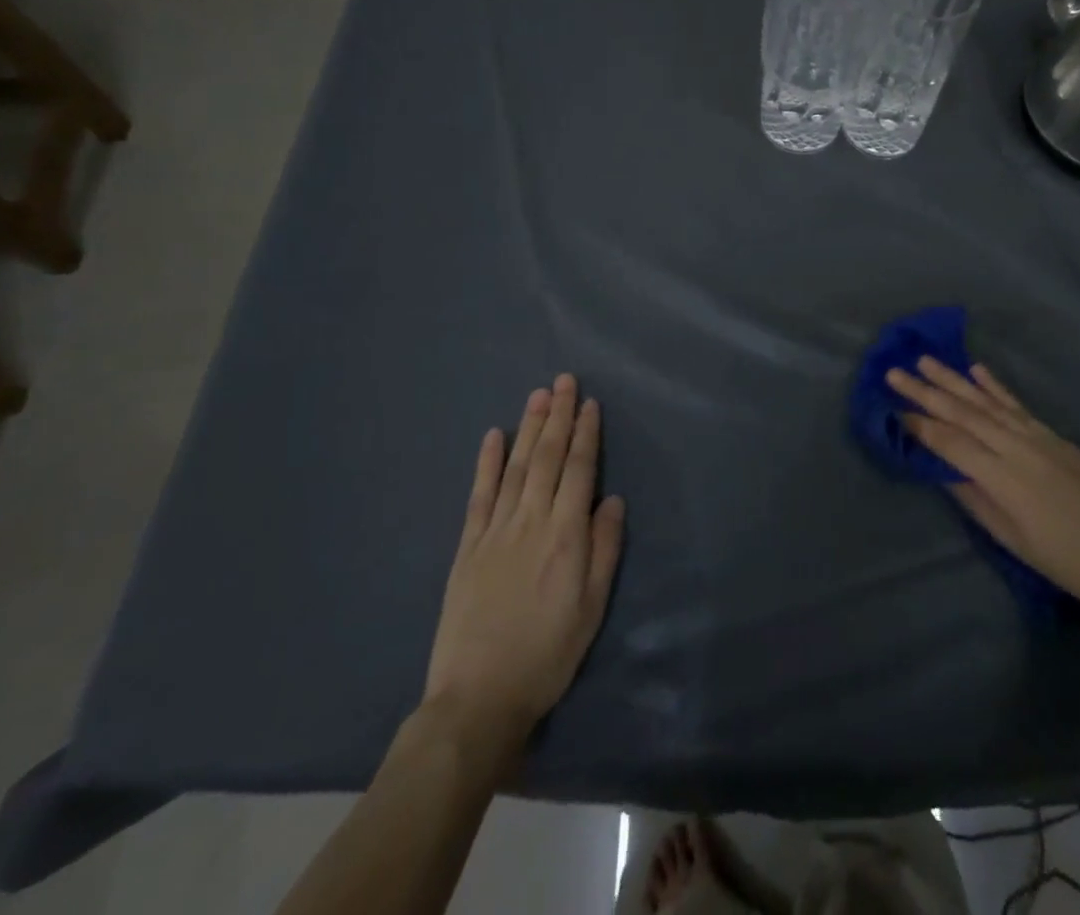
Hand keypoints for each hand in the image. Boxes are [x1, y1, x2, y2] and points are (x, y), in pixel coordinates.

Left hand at [422, 374, 624, 743]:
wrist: (478, 699)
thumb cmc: (547, 654)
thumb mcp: (592, 608)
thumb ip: (604, 549)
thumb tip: (612, 499)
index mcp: (565, 536)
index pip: (579, 470)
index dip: (586, 433)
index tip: (590, 402)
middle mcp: (530, 522)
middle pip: (548, 458)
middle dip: (558, 416)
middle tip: (564, 381)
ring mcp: (495, 531)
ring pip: (517, 467)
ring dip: (529, 428)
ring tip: (538, 395)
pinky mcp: (467, 547)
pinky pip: (479, 495)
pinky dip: (487, 462)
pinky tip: (494, 436)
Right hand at [886, 357, 1079, 621]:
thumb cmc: (1064, 559)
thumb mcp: (1011, 537)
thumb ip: (974, 498)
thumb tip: (941, 467)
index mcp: (1002, 477)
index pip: (950, 443)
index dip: (919, 426)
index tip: (891, 409)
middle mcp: (1016, 447)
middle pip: (963, 414)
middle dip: (926, 392)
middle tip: (895, 371)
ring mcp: (1036, 436)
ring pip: (986, 402)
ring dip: (953, 380)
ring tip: (926, 360)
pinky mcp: (1052, 434)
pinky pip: (1016, 405)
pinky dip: (995, 386)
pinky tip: (976, 369)